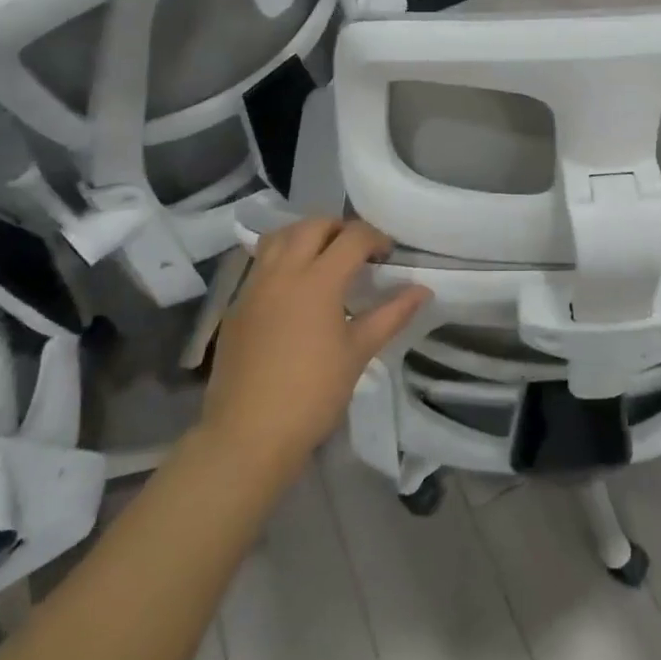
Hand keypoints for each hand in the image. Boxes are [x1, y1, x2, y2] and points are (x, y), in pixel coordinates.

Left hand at [200, 218, 429, 482]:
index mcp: (318, 280)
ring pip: (280, 237)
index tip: (387, 256)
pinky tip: (294, 288)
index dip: (375, 238)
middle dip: (340, 228)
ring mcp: (254, 286)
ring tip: (323, 258)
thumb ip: (392, 315)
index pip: (352, 237)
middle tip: (357, 252)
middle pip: (313, 225)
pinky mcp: (237, 305)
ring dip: (306, 235)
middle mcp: (283, 272)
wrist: (247, 434)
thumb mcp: (359, 353)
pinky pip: (261, 263)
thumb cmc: (312, 394)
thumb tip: (423, 290)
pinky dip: (282, 258)